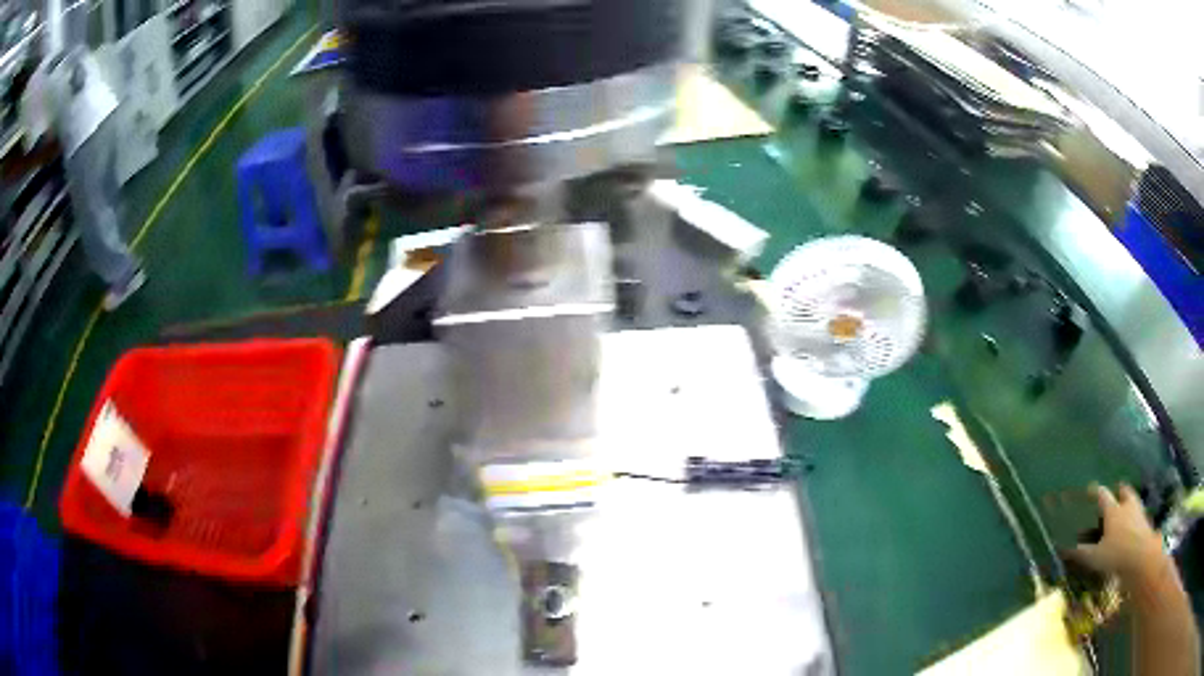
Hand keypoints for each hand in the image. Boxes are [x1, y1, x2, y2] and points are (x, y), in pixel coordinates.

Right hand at [1070, 484, 1167, 584]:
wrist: (1141, 556)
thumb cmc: (1116, 554)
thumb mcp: (1095, 557)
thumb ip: (1082, 552)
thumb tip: (1064, 548)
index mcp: (1113, 510)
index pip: (1103, 495)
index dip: (1096, 492)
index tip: (1090, 489)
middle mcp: (1126, 505)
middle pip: (1124, 491)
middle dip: (1120, 490)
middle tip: (1116, 492)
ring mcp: (1138, 512)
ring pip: (1133, 500)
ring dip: (1129, 502)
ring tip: (1126, 508)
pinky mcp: (1145, 522)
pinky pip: (1139, 514)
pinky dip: (1135, 516)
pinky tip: (1133, 525)